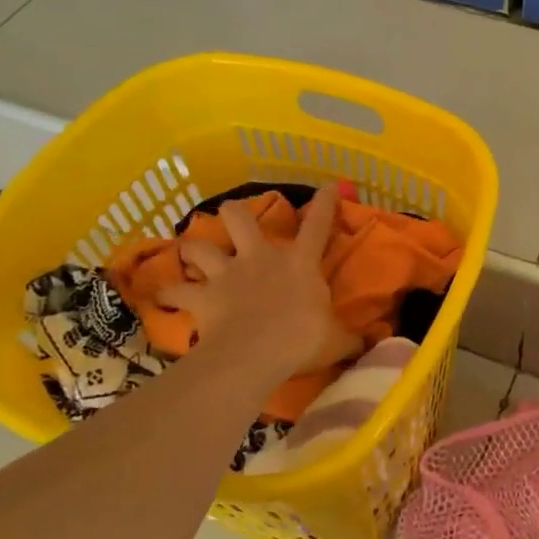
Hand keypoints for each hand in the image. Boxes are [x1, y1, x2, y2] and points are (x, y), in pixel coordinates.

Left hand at [163, 186, 359, 379]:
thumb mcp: (338, 340)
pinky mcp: (202, 296)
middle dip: (236, 212)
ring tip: (190, 252)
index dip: (325, 203)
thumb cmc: (302, 340)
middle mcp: (260, 258)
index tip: (329, 186)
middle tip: (234, 215)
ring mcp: (227, 274)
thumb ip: (353, 338)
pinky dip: (169, 294)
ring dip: (193, 248)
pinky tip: (163, 297)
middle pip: (241, 218)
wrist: (256, 353)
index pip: (317, 224)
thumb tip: (374, 344)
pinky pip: (176, 292)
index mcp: (299, 262)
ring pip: (200, 246)